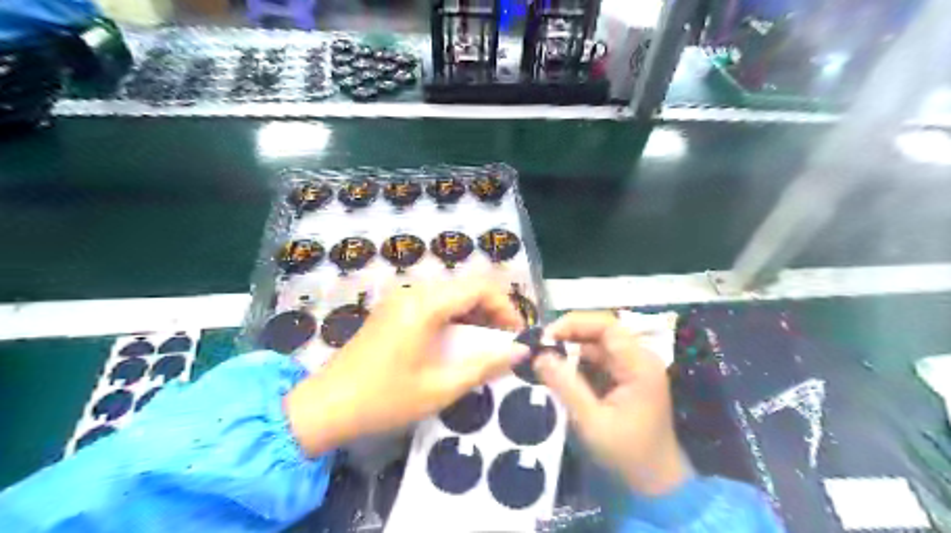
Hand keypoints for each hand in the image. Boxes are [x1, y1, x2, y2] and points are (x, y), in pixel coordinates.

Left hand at [285, 278, 531, 456]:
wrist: (325, 406)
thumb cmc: (385, 399)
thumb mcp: (441, 387)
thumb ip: (485, 366)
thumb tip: (520, 351)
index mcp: (425, 305)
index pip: (480, 287)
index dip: (506, 307)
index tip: (517, 334)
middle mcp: (413, 291)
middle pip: (466, 287)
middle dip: (491, 310)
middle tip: (502, 341)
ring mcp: (400, 297)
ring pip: (450, 293)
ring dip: (472, 313)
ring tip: (482, 343)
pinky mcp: (392, 308)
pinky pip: (433, 302)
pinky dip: (452, 316)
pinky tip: (454, 341)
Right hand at [534, 313, 682, 495]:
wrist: (655, 485)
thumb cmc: (627, 455)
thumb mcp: (592, 422)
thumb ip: (566, 385)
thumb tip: (539, 355)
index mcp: (639, 364)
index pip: (606, 326)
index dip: (574, 324)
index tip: (545, 337)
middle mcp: (638, 359)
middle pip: (600, 333)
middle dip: (568, 336)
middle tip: (538, 348)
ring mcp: (632, 368)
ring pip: (595, 346)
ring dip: (569, 350)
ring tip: (542, 359)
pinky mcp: (624, 379)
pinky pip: (597, 361)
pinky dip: (576, 364)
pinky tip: (557, 372)